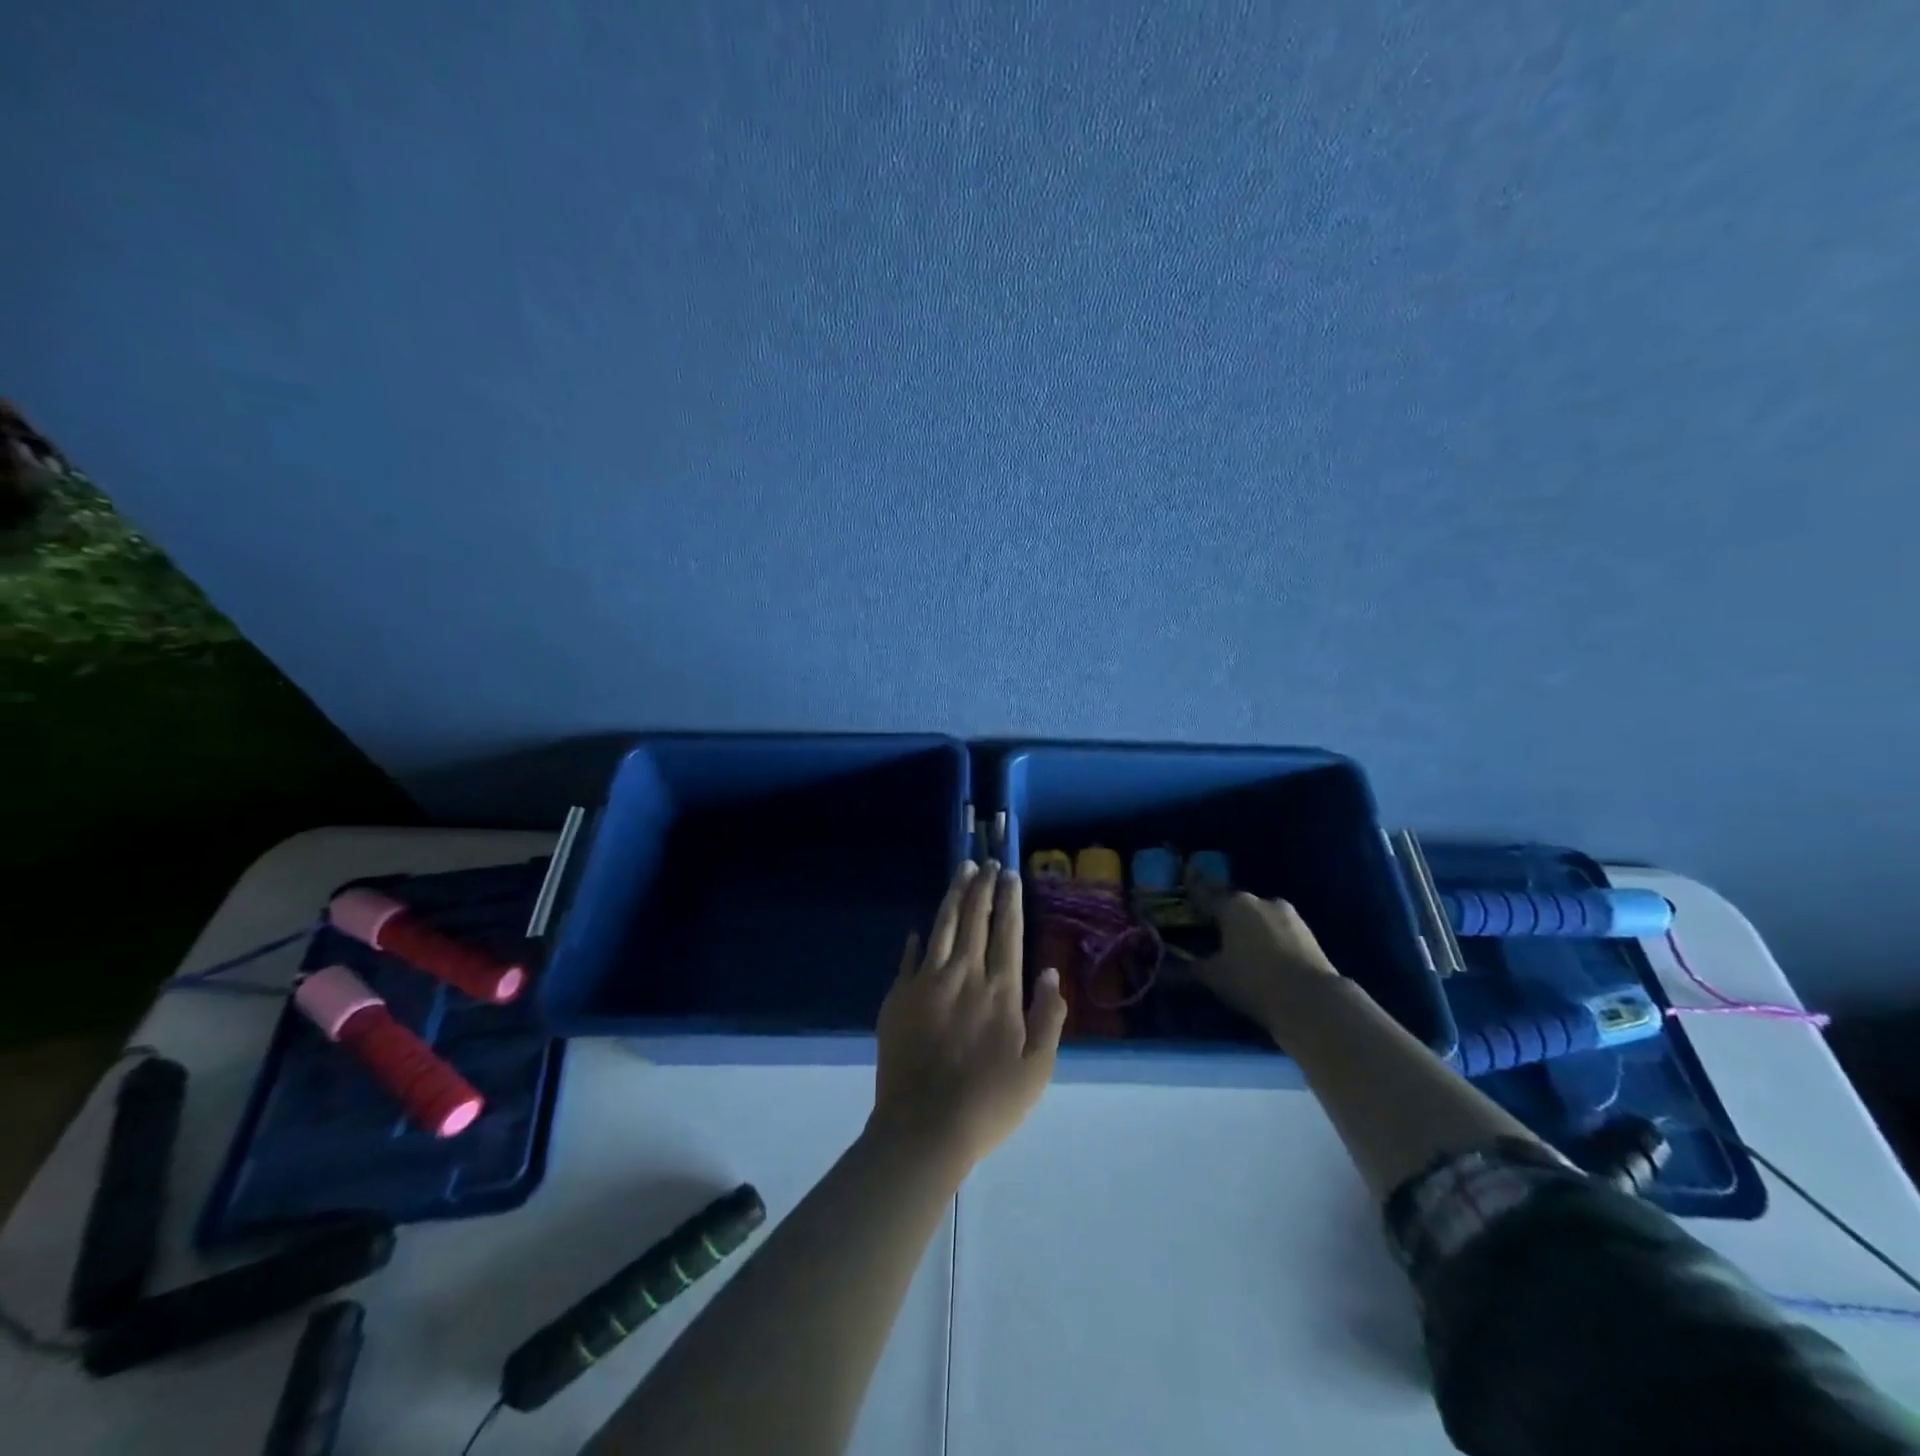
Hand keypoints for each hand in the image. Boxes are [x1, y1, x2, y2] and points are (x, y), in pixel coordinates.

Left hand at [872, 860, 1068, 1170]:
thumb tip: (1050, 972)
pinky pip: (909, 958)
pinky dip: (918, 940)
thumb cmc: (989, 1104)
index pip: (1008, 932)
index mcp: (1000, 991)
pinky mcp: (898, 997)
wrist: (924, 1128)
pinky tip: (920, 927)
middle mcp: (964, 976)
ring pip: (942, 928)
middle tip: (986, 861)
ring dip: (953, 897)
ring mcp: (927, 983)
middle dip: (982, 887)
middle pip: (974, 920)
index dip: (1010, 900)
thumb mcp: (1037, 1069)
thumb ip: (1048, 1017)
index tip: (1010, 874)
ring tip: (961, 871)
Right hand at [1191, 891, 1339, 1034]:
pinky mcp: (1308, 932)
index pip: (1204, 893)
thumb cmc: (1254, 982)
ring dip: (1247, 926)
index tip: (1183, 889)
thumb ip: (1189, 967)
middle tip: (1210, 930)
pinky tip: (1264, 955)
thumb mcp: (1214, 977)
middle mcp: (1260, 901)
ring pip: (1259, 916)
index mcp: (1233, 905)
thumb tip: (1165, 967)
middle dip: (1222, 915)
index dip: (1192, 893)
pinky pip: (1278, 929)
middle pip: (1234, 904)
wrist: (1313, 1002)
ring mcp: (1288, 915)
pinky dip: (1267, 937)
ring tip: (1239, 946)